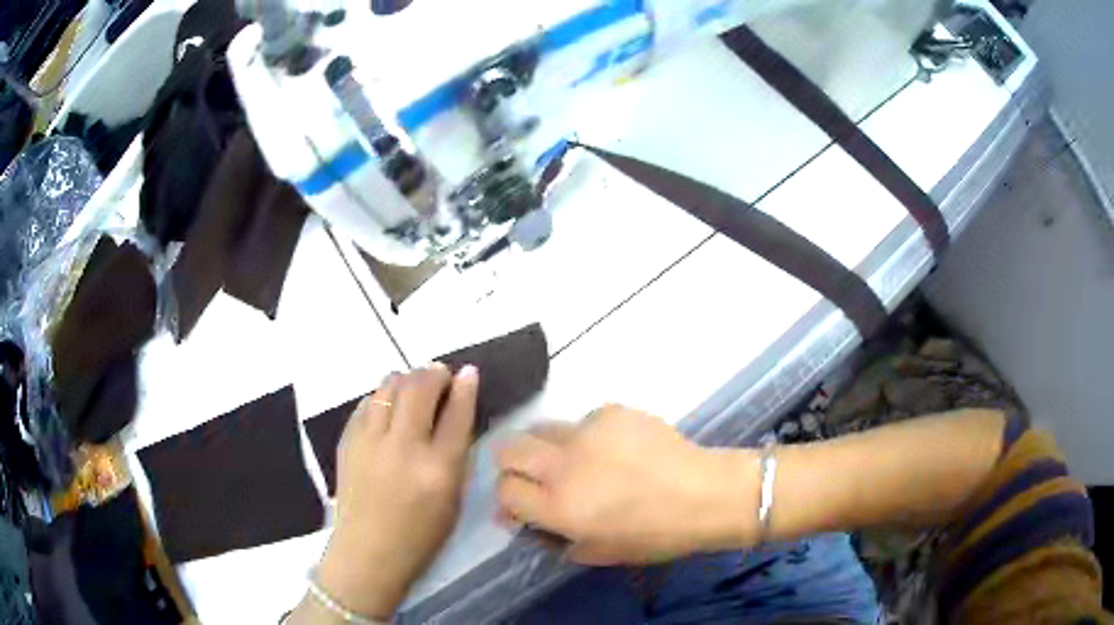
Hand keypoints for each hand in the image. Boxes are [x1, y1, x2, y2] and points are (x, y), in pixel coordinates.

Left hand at [317, 364, 478, 618]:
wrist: (368, 551)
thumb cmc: (420, 534)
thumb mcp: (452, 498)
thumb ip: (456, 455)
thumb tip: (456, 413)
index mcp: (438, 468)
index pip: (456, 414)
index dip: (465, 387)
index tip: (468, 371)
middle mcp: (403, 447)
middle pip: (419, 389)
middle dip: (433, 374)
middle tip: (440, 374)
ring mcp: (370, 441)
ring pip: (388, 387)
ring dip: (405, 380)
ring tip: (413, 387)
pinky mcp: (347, 441)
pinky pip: (367, 403)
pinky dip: (381, 397)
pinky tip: (387, 406)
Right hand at [496, 405, 759, 565]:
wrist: (706, 494)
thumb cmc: (655, 534)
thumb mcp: (599, 552)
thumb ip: (556, 539)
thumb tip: (526, 523)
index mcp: (559, 506)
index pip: (504, 491)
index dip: (508, 499)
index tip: (520, 506)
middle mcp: (563, 465)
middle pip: (507, 449)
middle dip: (511, 465)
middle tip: (533, 477)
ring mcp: (586, 432)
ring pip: (542, 429)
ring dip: (549, 448)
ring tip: (579, 462)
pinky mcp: (611, 411)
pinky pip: (583, 422)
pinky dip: (588, 437)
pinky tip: (615, 451)